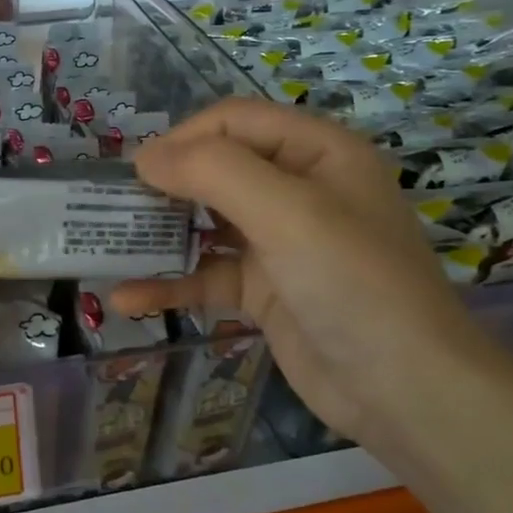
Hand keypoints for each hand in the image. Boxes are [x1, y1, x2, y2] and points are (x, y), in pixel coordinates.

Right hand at [112, 99, 512, 446]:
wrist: (406, 391)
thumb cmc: (353, 282)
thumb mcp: (288, 212)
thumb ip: (213, 172)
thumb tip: (145, 158)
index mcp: (316, 152)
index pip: (233, 121)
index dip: (183, 139)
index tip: (135, 173)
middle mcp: (298, 189)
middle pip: (215, 169)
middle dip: (163, 187)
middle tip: (111, 207)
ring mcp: (280, 242)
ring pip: (205, 224)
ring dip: (158, 237)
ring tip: (106, 248)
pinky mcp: (264, 290)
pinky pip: (208, 275)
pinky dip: (170, 284)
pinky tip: (127, 299)